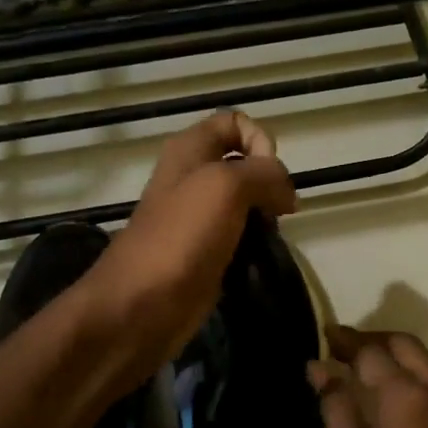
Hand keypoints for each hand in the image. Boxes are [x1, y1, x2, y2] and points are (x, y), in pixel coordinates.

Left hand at [81, 112, 296, 375]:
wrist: (141, 305)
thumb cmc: (180, 238)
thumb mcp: (226, 186)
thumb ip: (265, 174)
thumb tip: (286, 193)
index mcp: (190, 150)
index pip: (236, 122)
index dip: (260, 140)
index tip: (268, 175)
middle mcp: (193, 176)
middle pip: (245, 163)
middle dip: (269, 183)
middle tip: (273, 212)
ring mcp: (198, 217)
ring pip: (247, 202)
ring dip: (265, 217)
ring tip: (267, 237)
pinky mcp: (205, 251)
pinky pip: (240, 236)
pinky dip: (255, 244)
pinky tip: (256, 258)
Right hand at [309, 327, 427, 427]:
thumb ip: (337, 409)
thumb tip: (319, 369)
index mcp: (409, 397)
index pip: (372, 352)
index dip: (345, 341)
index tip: (322, 335)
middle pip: (406, 346)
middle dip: (373, 338)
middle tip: (340, 345)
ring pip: (426, 362)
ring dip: (395, 353)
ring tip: (361, 364)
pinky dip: (411, 373)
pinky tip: (391, 395)